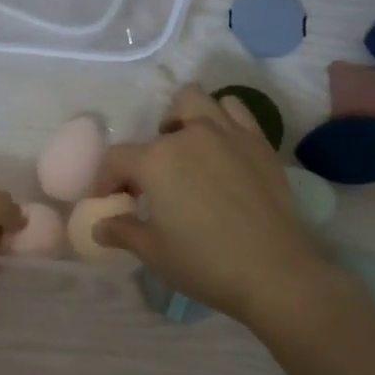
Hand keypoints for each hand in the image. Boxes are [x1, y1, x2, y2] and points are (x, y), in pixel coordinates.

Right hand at [93, 85, 345, 326]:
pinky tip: (221, 150)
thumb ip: (122, 231)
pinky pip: (236, 111)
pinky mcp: (259, 143)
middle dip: (149, 150)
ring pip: (197, 102)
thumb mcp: (153, 252)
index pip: (117, 159)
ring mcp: (228, 134)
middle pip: (158, 126)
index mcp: (156, 160)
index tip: (109, 202)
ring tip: (186, 153)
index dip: (106, 181)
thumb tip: (100, 226)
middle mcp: (190, 135)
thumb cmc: (203, 262)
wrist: (274, 271)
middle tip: (153, 182)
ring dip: (184, 121)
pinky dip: (222, 120)